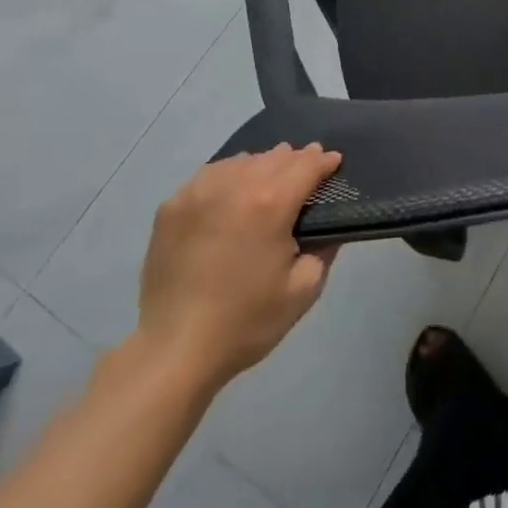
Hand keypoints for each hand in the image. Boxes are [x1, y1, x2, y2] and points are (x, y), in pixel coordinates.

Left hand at [129, 145, 342, 390]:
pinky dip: (229, 176)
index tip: (334, 162)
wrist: (174, 350)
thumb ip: (324, 249)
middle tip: (306, 170)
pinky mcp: (172, 204)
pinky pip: (210, 175)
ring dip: (262, 165)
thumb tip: (328, 226)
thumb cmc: (245, 322)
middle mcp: (235, 184)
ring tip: (269, 178)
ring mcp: (199, 190)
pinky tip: (231, 192)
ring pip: (242, 161)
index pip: (306, 165)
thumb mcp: (302, 291)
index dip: (324, 161)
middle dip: (295, 160)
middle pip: (274, 157)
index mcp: (271, 202)